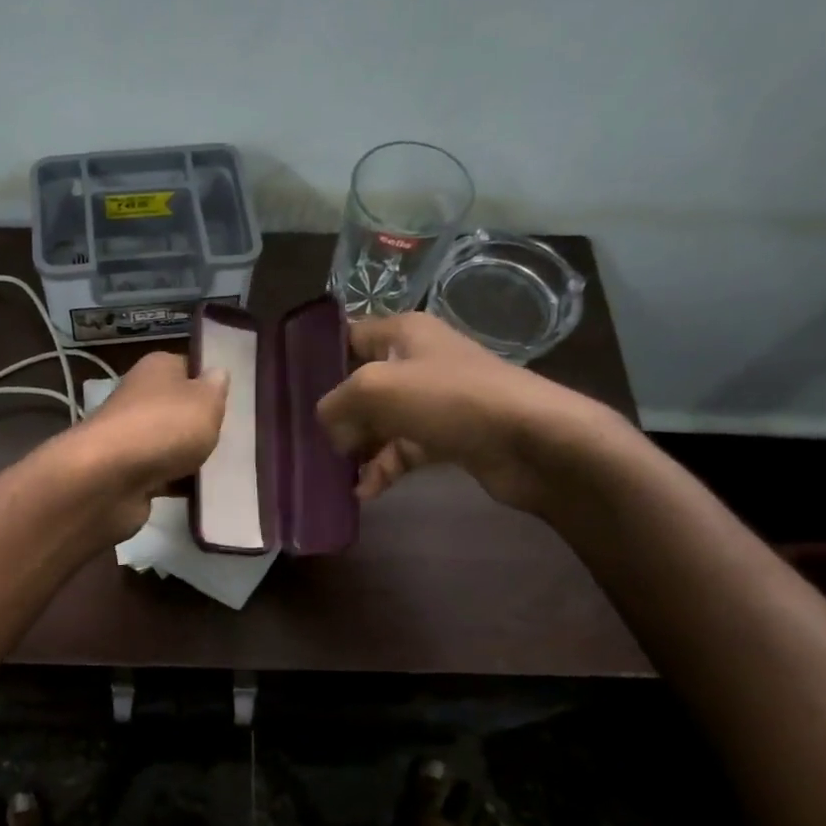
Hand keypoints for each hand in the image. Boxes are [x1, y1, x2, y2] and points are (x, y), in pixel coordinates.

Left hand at [53, 350, 226, 538]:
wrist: (110, 478)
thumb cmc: (164, 426)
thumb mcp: (205, 400)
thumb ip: (216, 388)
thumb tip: (217, 373)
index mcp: (156, 369)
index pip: (187, 366)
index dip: (210, 381)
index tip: (236, 400)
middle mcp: (140, 398)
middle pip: (180, 408)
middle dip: (204, 424)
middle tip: (238, 437)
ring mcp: (132, 437)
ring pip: (172, 444)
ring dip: (193, 457)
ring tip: (229, 468)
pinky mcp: (128, 473)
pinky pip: (164, 476)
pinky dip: (181, 484)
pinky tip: (207, 493)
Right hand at [315, 312, 623, 514]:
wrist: (532, 440)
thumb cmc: (450, 399)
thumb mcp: (376, 389)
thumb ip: (337, 402)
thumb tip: (329, 425)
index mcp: (404, 333)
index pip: (350, 334)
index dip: (321, 356)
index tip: (293, 386)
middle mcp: (419, 360)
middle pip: (363, 383)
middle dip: (338, 412)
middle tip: (311, 439)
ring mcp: (436, 400)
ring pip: (382, 421)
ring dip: (359, 447)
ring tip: (337, 472)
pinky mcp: (450, 436)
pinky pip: (405, 449)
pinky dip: (385, 468)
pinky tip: (365, 492)